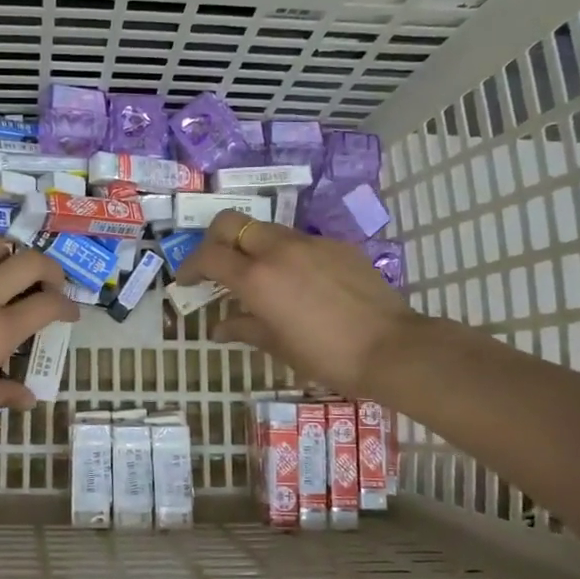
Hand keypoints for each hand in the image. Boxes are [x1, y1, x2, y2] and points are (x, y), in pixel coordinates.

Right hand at [178, 210, 412, 398]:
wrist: (393, 348)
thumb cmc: (327, 355)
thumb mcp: (278, 346)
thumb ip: (243, 328)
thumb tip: (218, 328)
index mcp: (257, 278)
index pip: (209, 256)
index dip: (190, 266)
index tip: (186, 281)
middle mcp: (279, 250)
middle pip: (232, 222)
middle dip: (214, 239)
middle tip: (216, 265)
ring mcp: (311, 243)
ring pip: (267, 229)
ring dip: (252, 246)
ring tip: (258, 276)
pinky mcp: (338, 246)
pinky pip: (300, 242)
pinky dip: (286, 255)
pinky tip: (299, 283)